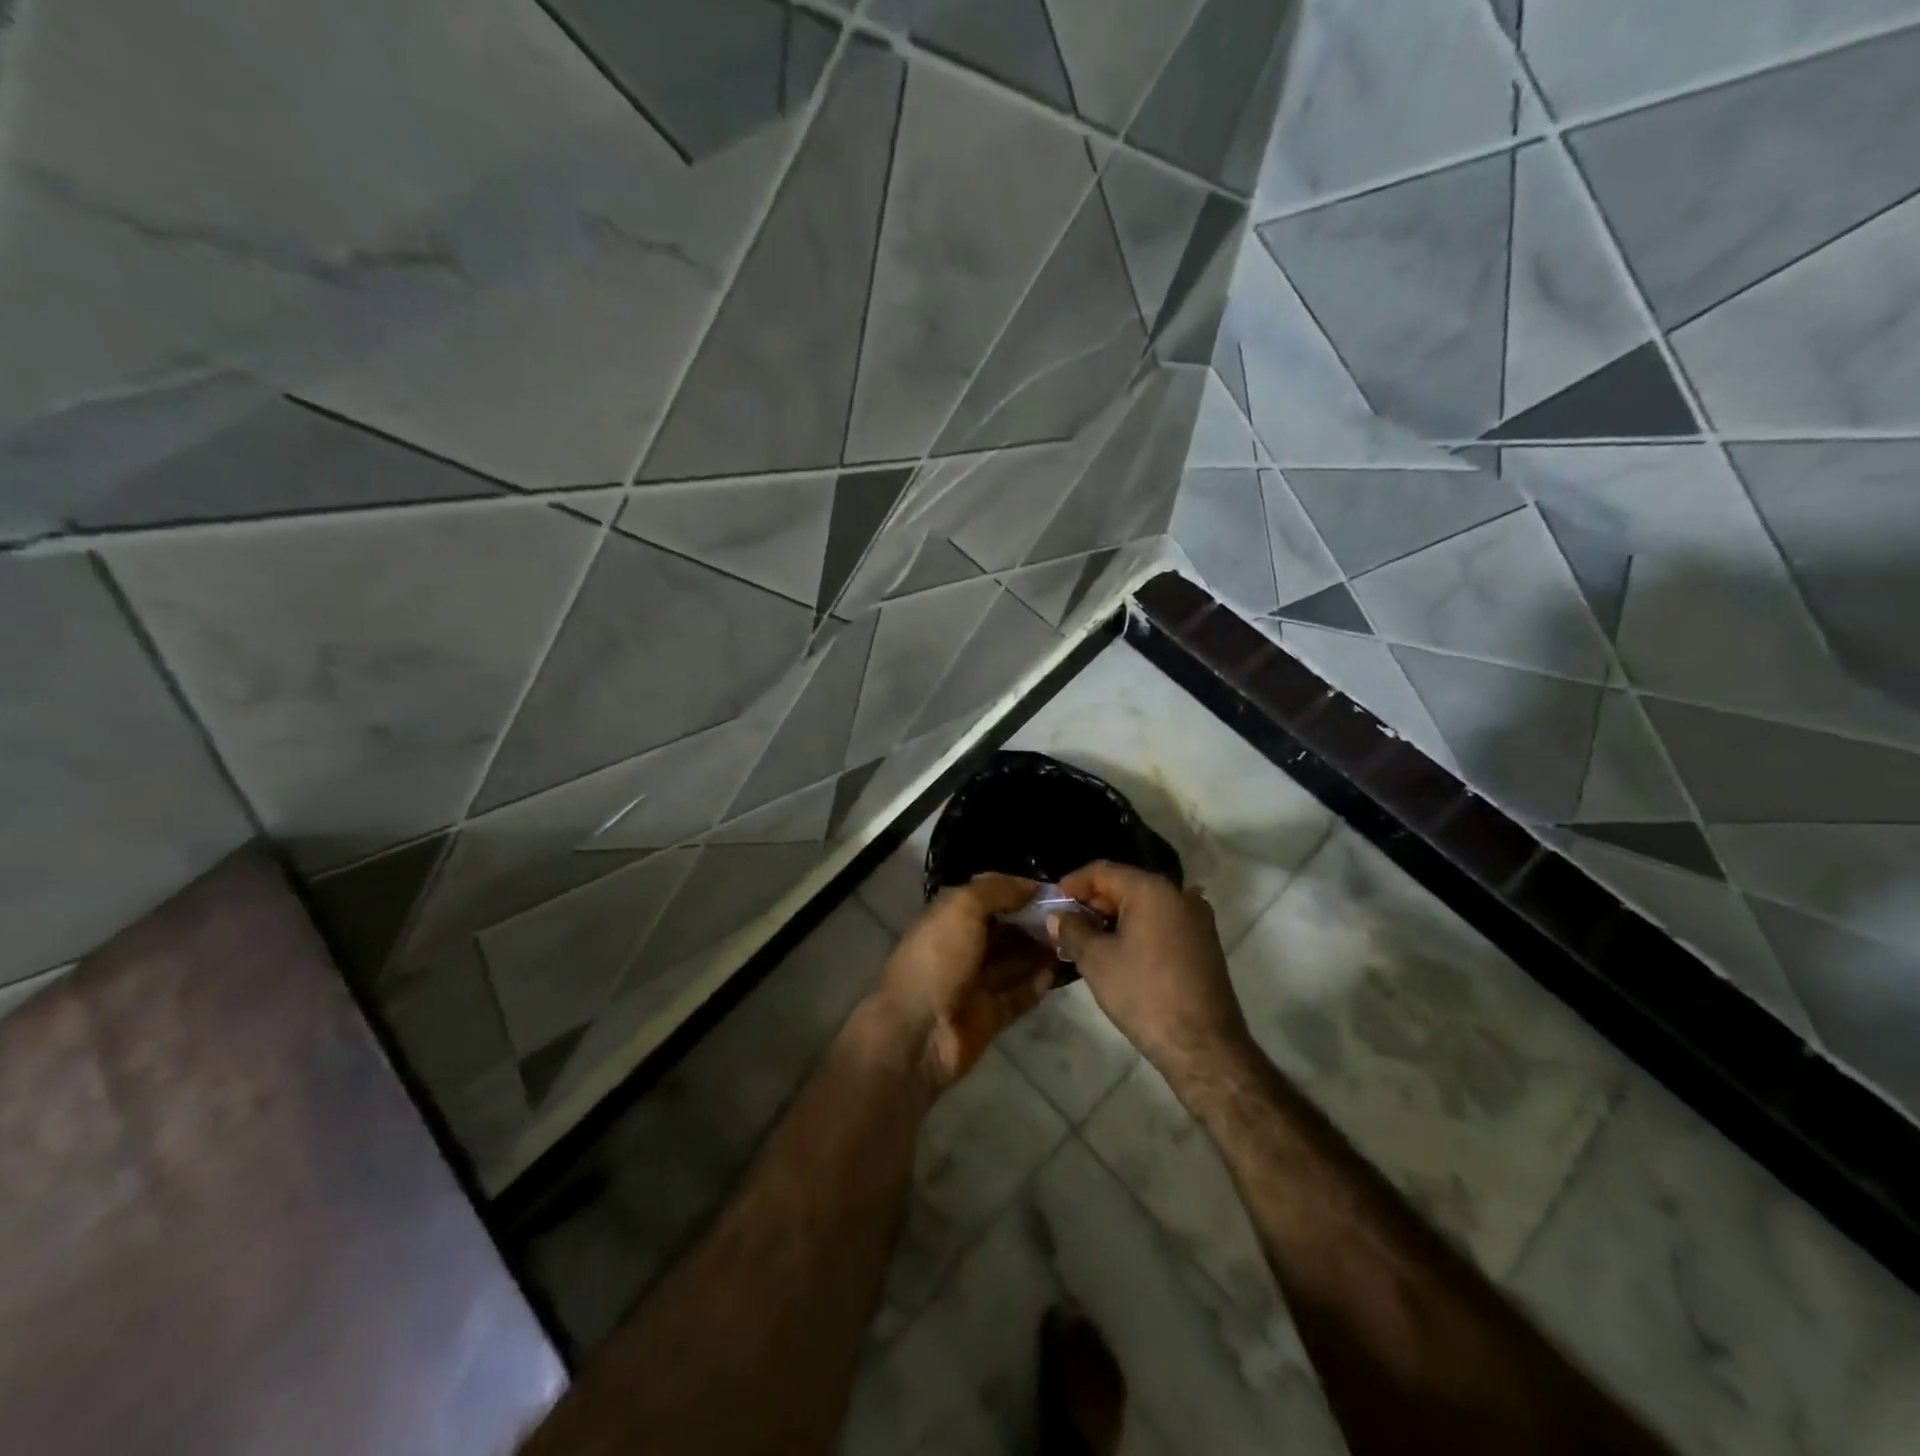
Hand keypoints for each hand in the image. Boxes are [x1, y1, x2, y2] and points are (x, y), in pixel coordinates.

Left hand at [864, 874, 1055, 1091]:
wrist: (918, 1032)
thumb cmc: (938, 959)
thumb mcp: (961, 908)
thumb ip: (996, 891)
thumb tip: (1031, 886)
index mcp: (948, 918)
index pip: (987, 896)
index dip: (1017, 890)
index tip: (1054, 889)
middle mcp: (961, 947)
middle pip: (1004, 929)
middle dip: (1033, 921)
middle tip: (1070, 916)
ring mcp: (975, 984)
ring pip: (1014, 962)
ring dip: (1039, 951)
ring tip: (1072, 939)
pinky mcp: (989, 1016)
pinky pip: (1018, 996)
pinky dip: (1036, 984)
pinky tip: (1058, 972)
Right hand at [1049, 862, 1252, 1084]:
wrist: (1203, 1046)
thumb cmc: (1144, 994)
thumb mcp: (1096, 960)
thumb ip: (1072, 930)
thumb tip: (1057, 916)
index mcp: (1152, 889)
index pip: (1102, 871)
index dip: (1071, 884)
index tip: (1051, 904)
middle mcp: (1178, 894)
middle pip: (1124, 884)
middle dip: (1091, 902)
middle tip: (1064, 925)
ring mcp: (1196, 918)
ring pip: (1144, 905)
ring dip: (1113, 917)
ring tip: (1085, 940)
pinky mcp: (1203, 942)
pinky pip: (1161, 922)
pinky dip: (1136, 929)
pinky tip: (1118, 952)